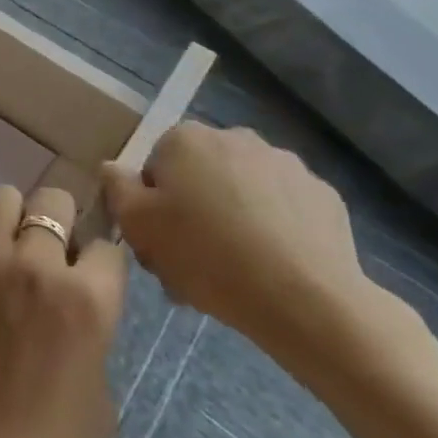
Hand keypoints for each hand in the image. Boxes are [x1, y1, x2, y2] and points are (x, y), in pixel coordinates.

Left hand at [0, 182, 128, 437]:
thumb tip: (75, 299)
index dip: (99, 261)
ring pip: (1, 197)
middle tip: (46, 254)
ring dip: (9, 220)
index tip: (88, 276)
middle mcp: (35, 266)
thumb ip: (92, 329)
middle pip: (52, 201)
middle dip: (58, 222)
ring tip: (3, 251)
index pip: (105, 245)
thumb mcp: (102, 394)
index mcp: (87, 301)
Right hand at [100, 123, 371, 357]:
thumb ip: (116, 187)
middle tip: (193, 260)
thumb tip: (113, 167)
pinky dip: (275, 229)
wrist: (305, 300)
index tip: (160, 240)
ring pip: (243, 190)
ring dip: (234, 217)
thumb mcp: (138, 225)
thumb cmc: (206, 256)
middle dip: (194, 210)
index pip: (156, 165)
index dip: (152, 204)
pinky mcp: (324, 196)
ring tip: (235, 270)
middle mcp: (236, 137)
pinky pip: (284, 208)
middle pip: (200, 174)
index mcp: (186, 139)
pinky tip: (272, 267)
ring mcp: (286, 164)